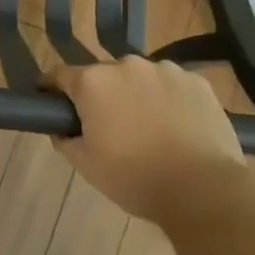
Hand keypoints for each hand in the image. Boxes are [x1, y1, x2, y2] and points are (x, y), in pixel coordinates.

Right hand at [46, 56, 247, 224]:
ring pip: (140, 78)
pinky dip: (169, 99)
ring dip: (137, 94)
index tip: (51, 100)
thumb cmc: (135, 178)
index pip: (60, 74)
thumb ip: (66, 140)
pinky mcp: (196, 81)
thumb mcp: (87, 166)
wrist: (203, 190)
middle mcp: (126, 64)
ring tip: (150, 127)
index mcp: (94, 82)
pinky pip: (173, 85)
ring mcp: (165, 69)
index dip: (52, 87)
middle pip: (103, 75)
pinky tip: (178, 126)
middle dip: (102, 95)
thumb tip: (61, 129)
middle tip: (109, 125)